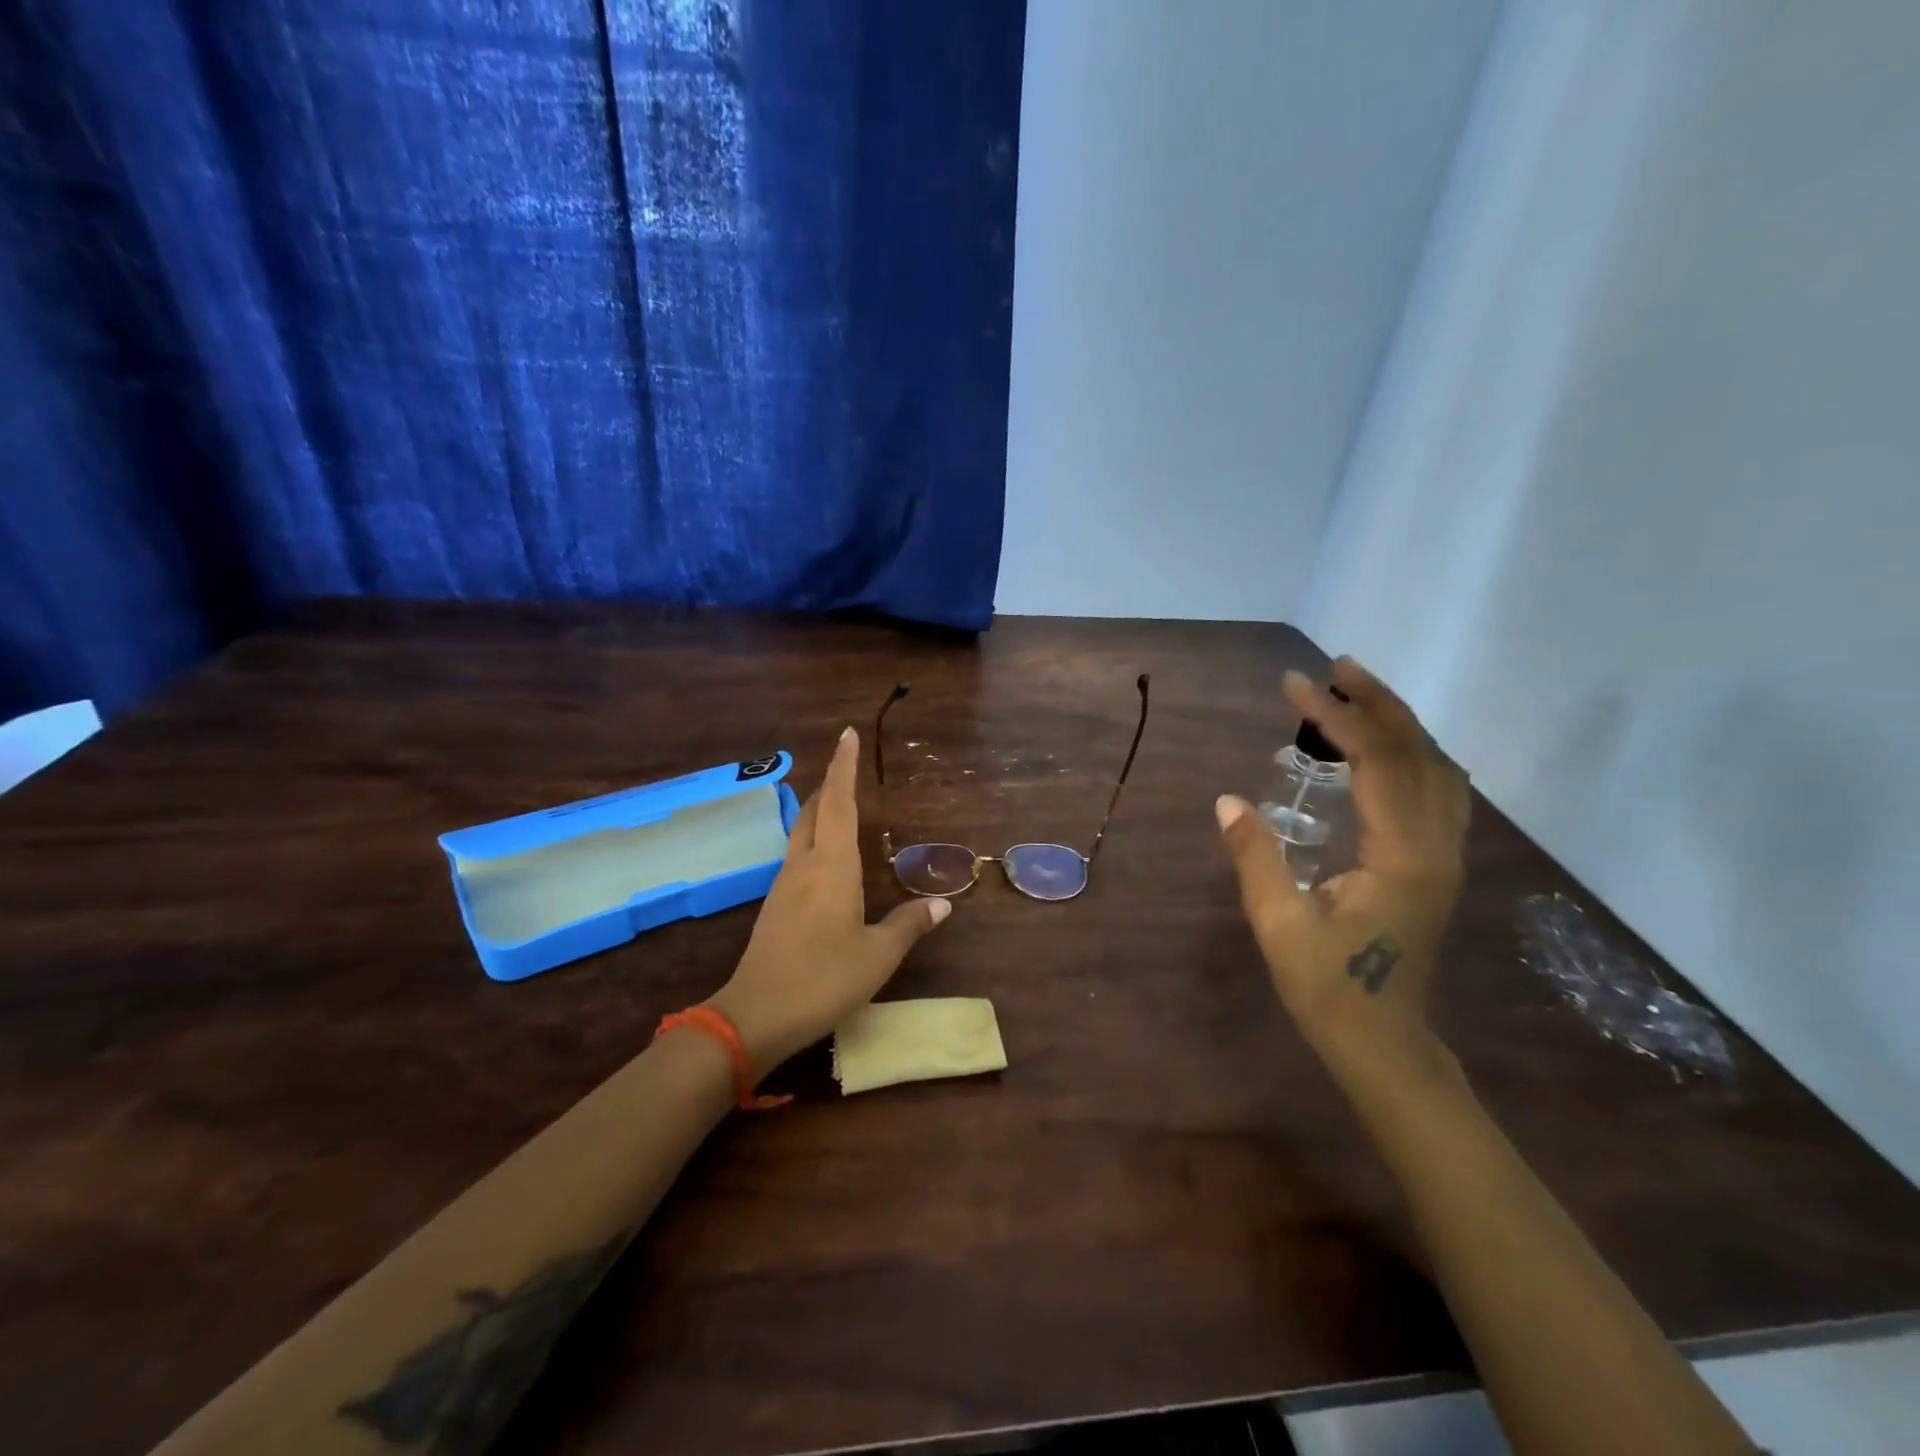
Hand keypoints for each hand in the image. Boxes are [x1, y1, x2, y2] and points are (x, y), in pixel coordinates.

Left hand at [709, 727, 949, 1078]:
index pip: (838, 803)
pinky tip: (826, 859)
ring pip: (802, 833)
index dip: (843, 767)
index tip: (846, 734)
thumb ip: (908, 925)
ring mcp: (784, 885)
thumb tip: (941, 905)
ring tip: (840, 805)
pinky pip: (797, 857)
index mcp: (832, 866)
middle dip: (830, 784)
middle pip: (814, 811)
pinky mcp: (776, 907)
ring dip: (819, 812)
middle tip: (846, 765)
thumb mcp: (877, 955)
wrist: (755, 1015)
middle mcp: (804, 865)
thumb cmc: (823, 978)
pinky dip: (814, 841)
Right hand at [1215, 658, 1469, 1073]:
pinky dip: (1411, 752)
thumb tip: (1227, 801)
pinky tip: (1382, 747)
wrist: (1384, 1041)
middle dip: (1376, 703)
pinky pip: (1437, 789)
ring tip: (1354, 693)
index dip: (1336, 717)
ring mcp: (1446, 855)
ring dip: (1398, 723)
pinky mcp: (1438, 863)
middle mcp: (1437, 846)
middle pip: (1419, 753)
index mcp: (1402, 857)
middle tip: (1332, 668)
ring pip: (1436, 768)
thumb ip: (1254, 857)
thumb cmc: (1329, 988)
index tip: (1293, 685)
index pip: (1376, 763)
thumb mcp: (1279, 923)